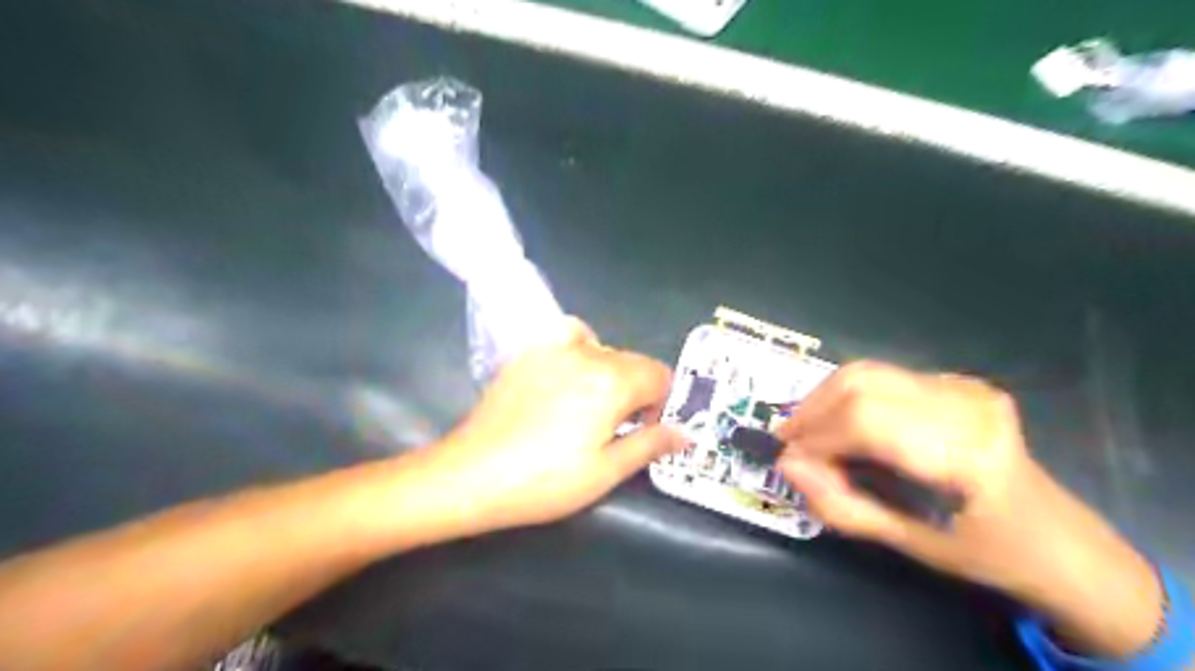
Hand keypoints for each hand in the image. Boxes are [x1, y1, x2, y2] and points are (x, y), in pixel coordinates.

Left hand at [418, 321, 681, 534]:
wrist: (473, 474)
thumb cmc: (545, 481)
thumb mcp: (606, 471)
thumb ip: (650, 444)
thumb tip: (687, 432)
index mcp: (613, 382)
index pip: (660, 375)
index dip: (662, 403)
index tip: (645, 430)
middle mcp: (589, 354)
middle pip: (634, 361)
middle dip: (639, 390)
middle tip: (618, 428)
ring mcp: (554, 348)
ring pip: (605, 350)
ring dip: (611, 373)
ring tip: (592, 407)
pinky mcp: (529, 352)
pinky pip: (570, 335)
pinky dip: (582, 348)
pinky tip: (569, 374)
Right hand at [770, 363, 1163, 657]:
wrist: (1059, 538)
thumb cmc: (988, 553)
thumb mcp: (911, 545)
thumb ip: (842, 505)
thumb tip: (788, 464)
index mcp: (967, 453)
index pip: (865, 421)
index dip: (815, 436)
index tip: (785, 458)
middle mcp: (966, 405)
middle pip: (861, 384)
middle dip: (812, 411)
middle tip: (790, 442)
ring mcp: (964, 387)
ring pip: (866, 373)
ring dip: (824, 400)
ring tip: (807, 431)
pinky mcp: (957, 382)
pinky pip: (882, 377)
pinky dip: (847, 397)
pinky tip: (842, 424)